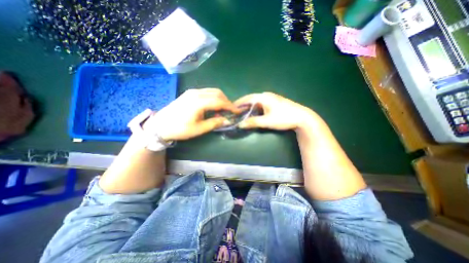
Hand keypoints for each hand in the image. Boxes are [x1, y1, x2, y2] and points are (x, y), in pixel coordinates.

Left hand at [141, 87, 237, 141]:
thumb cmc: (179, 129)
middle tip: (231, 111)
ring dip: (220, 99)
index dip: (230, 106)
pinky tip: (213, 106)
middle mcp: (196, 93)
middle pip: (217, 93)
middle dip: (226, 101)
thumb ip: (215, 123)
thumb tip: (227, 120)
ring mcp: (192, 92)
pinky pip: (206, 92)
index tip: (237, 111)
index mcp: (199, 102)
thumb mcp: (199, 129)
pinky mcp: (189, 93)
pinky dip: (213, 98)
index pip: (220, 101)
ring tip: (223, 109)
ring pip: (212, 91)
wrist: (160, 125)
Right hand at [234, 92, 322, 131]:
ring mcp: (271, 99)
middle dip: (243, 105)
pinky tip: (254, 113)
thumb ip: (252, 122)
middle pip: (251, 100)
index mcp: (263, 97)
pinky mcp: (274, 103)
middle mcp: (266, 96)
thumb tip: (240, 124)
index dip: (238, 103)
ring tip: (242, 113)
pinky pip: (261, 105)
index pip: (247, 98)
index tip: (231, 108)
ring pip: (256, 102)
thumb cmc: (284, 118)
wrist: (302, 117)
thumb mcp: (267, 121)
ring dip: (249, 108)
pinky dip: (255, 109)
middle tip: (235, 112)